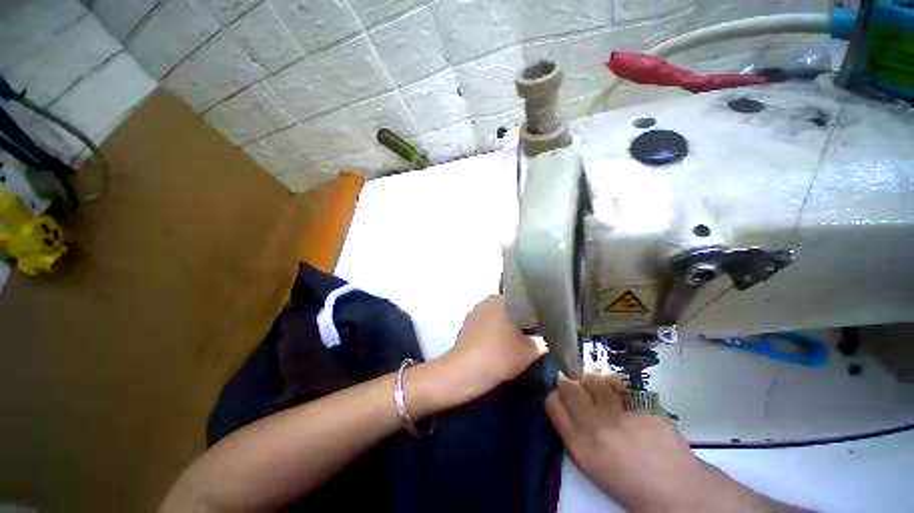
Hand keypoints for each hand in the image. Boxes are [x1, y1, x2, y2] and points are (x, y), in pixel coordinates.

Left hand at [443, 295, 545, 395]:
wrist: (465, 371)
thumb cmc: (499, 355)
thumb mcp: (529, 352)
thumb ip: (541, 343)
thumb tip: (544, 340)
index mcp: (502, 300)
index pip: (525, 303)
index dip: (536, 316)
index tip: (544, 330)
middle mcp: (487, 301)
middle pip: (511, 309)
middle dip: (522, 321)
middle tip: (534, 337)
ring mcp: (475, 312)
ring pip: (499, 317)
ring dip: (508, 327)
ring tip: (519, 343)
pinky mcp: (467, 325)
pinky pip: (488, 325)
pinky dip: (496, 333)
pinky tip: (501, 346)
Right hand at [545, 373, 707, 510]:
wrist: (672, 487)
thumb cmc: (625, 478)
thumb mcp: (588, 462)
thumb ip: (569, 429)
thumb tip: (560, 397)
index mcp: (579, 445)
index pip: (552, 402)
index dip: (556, 395)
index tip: (562, 396)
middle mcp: (594, 425)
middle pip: (567, 386)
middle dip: (569, 383)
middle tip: (580, 390)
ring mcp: (620, 413)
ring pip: (590, 378)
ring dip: (590, 381)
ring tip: (600, 391)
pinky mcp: (640, 404)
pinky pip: (615, 380)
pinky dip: (612, 383)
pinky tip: (618, 394)